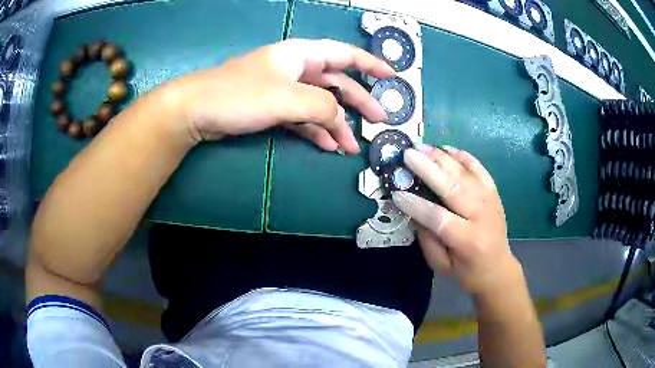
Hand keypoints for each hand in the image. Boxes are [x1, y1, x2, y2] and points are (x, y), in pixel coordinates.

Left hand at [162, 38, 394, 152]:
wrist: (197, 110)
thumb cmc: (240, 95)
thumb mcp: (287, 98)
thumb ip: (322, 105)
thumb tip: (340, 116)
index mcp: (301, 55)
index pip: (344, 54)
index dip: (370, 63)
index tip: (391, 76)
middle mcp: (295, 69)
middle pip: (336, 82)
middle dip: (358, 101)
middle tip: (379, 120)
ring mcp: (283, 89)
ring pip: (319, 104)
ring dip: (336, 124)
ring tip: (350, 146)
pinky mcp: (271, 108)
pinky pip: (301, 117)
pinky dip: (315, 131)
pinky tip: (327, 146)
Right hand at [391, 145, 521, 295]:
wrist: (498, 267)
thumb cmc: (467, 271)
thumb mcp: (441, 265)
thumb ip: (427, 239)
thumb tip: (411, 210)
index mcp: (468, 240)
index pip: (439, 218)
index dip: (416, 205)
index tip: (396, 193)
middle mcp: (481, 216)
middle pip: (453, 188)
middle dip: (428, 169)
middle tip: (407, 155)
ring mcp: (490, 200)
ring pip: (465, 174)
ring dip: (442, 158)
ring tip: (422, 147)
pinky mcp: (493, 192)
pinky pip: (479, 168)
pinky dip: (463, 156)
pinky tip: (447, 148)